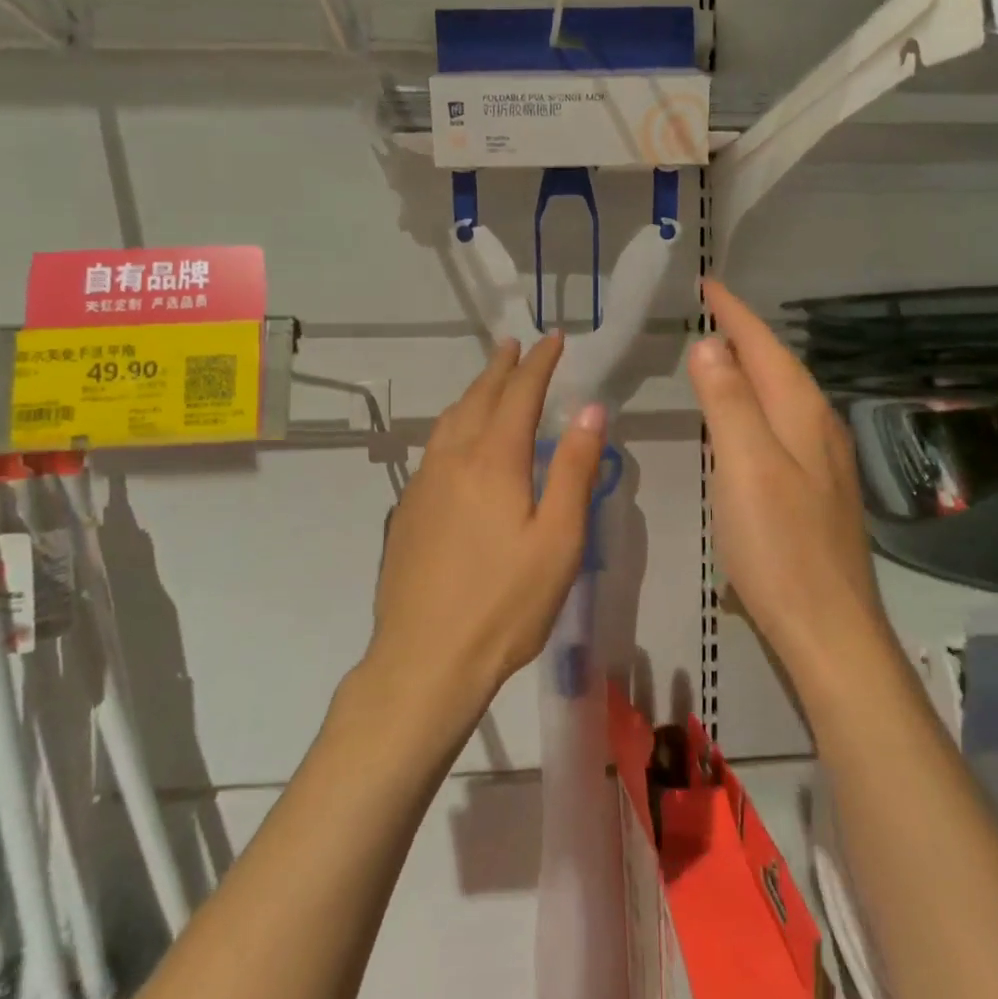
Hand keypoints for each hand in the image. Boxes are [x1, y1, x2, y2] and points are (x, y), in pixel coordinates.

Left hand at [370, 334, 607, 711]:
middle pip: (478, 398)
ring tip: (488, 381)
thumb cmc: (506, 603)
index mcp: (493, 461)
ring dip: (473, 393)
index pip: (519, 394)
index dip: (538, 363)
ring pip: (449, 421)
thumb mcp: (559, 539)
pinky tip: (456, 442)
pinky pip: (433, 448)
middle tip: (515, 345)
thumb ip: (574, 469)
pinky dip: (453, 425)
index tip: (553, 339)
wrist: (425, 658)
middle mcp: (452, 460)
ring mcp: (422, 484)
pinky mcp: (407, 510)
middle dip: (501, 368)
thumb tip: (590, 409)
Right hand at [689, 280, 887, 674]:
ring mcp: (822, 460)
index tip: (707, 285)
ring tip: (720, 354)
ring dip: (752, 368)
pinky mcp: (815, 489)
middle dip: (744, 333)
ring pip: (783, 396)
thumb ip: (728, 402)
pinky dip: (756, 405)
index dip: (734, 314)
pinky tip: (744, 421)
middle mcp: (818, 427)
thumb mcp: (745, 466)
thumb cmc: (779, 545)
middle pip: (778, 366)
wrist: (828, 627)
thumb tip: (709, 346)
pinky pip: (782, 425)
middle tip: (709, 312)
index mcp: (801, 413)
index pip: (763, 347)